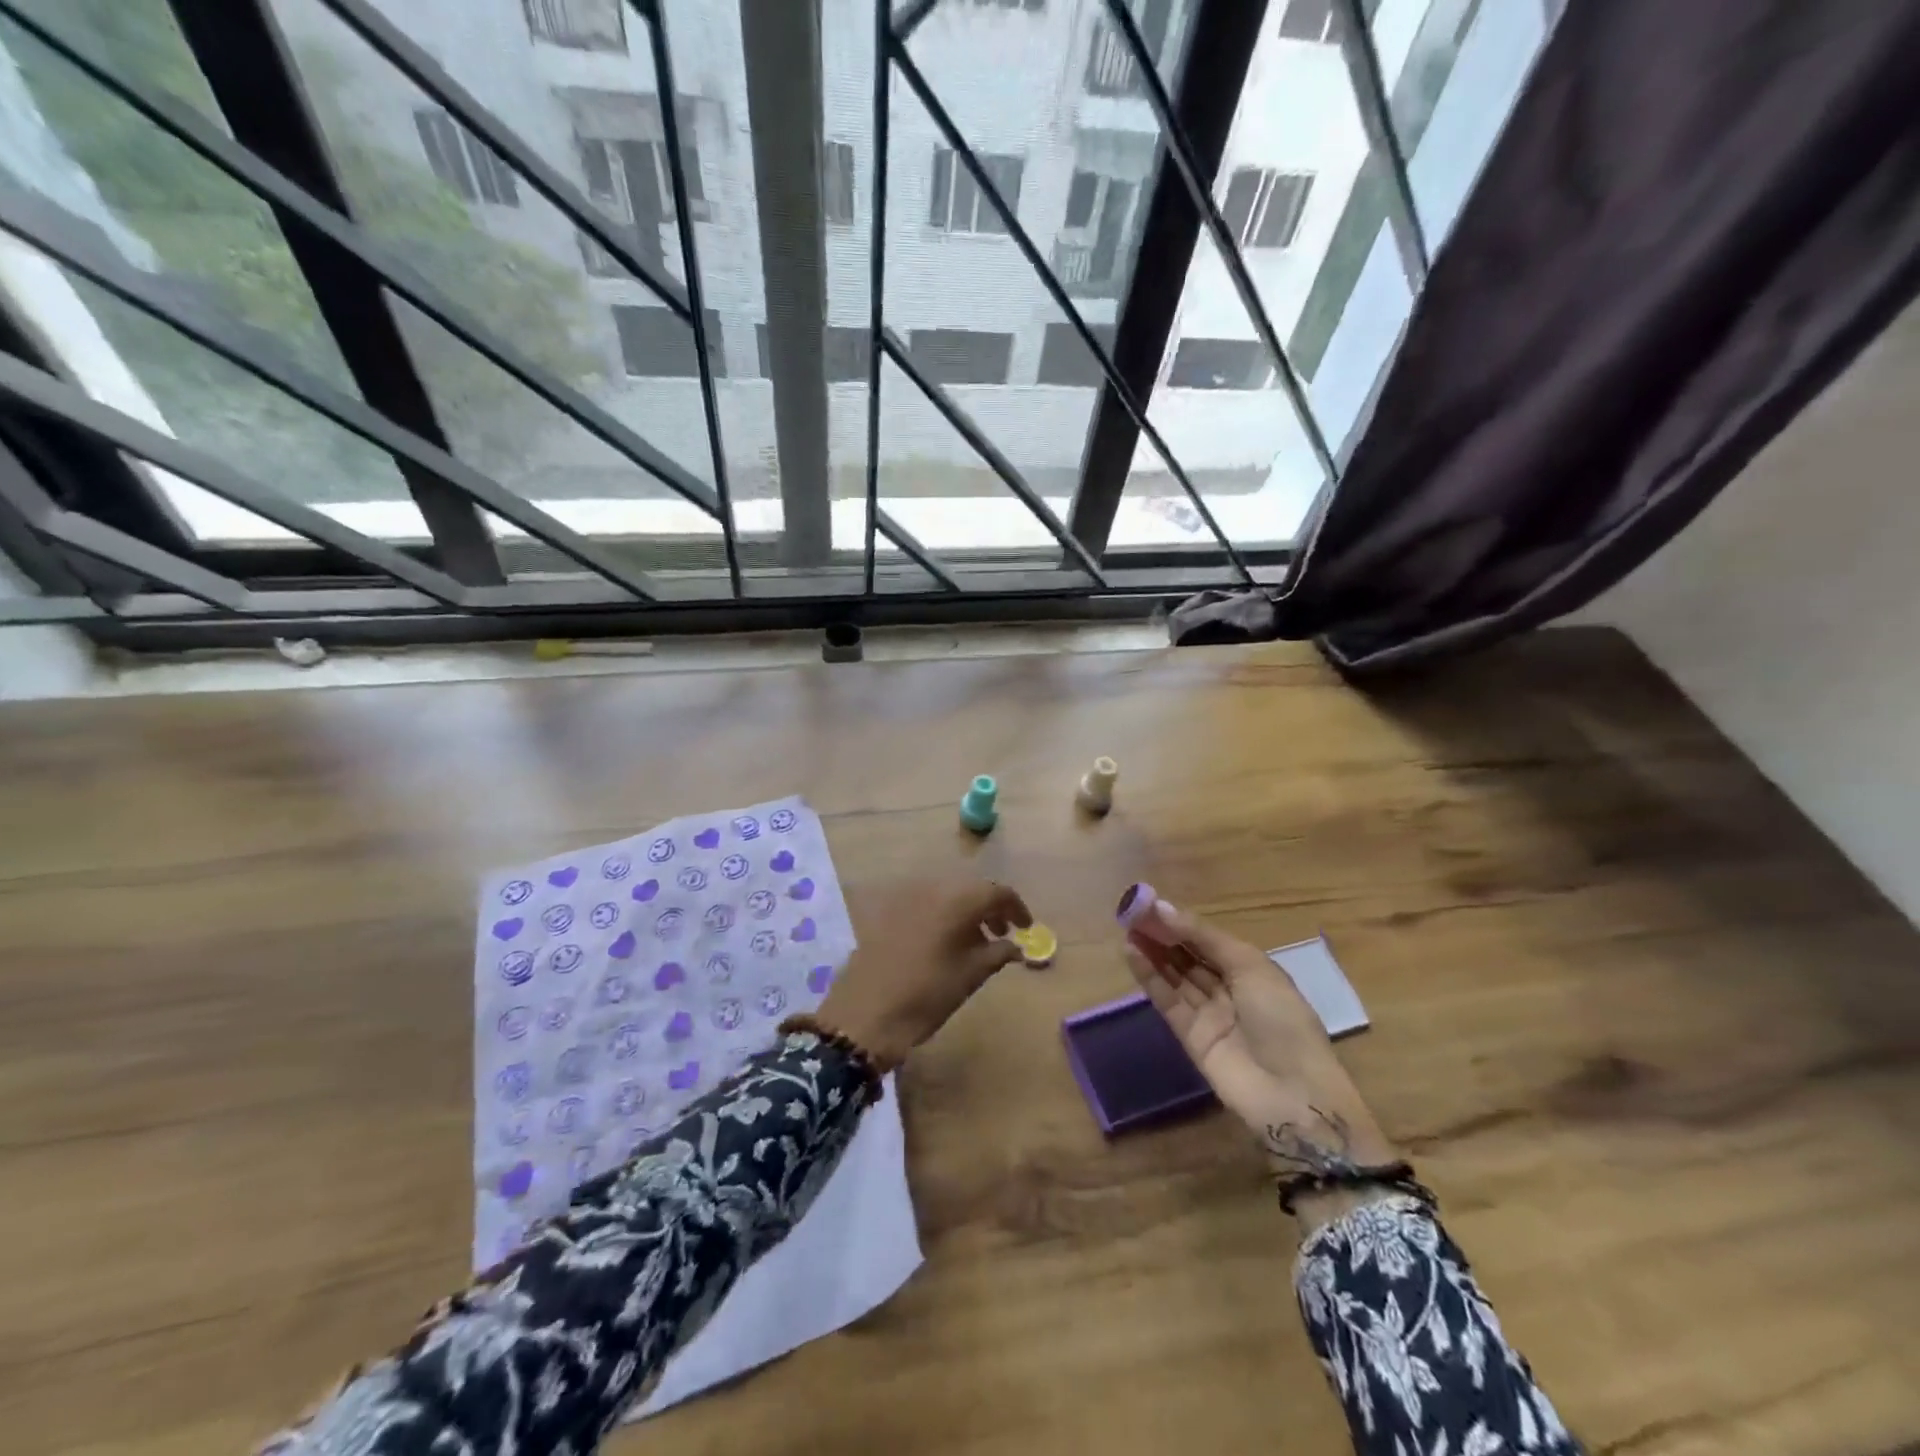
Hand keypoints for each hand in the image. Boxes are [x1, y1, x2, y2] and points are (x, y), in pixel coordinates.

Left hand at [816, 878, 1031, 1069]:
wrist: (864, 1014)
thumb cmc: (925, 995)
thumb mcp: (970, 976)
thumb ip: (998, 954)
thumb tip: (1016, 947)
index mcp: (956, 900)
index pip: (996, 891)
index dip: (1016, 908)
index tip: (1026, 928)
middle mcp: (931, 889)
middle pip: (970, 889)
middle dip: (990, 908)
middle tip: (1003, 934)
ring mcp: (906, 899)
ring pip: (947, 896)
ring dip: (966, 912)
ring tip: (977, 943)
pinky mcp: (888, 914)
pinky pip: (926, 906)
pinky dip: (943, 917)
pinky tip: (946, 944)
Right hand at [1122, 899, 1399, 1215]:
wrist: (1292, 1093)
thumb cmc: (1281, 1018)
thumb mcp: (1250, 966)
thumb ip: (1204, 937)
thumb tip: (1163, 907)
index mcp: (1252, 970)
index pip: (1209, 939)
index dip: (1182, 922)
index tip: (1151, 902)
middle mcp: (1229, 989)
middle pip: (1189, 956)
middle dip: (1163, 934)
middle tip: (1132, 912)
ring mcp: (1208, 1013)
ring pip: (1175, 975)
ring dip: (1152, 951)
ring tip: (1126, 926)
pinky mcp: (1189, 1036)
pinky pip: (1167, 1000)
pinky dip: (1149, 977)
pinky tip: (1132, 953)